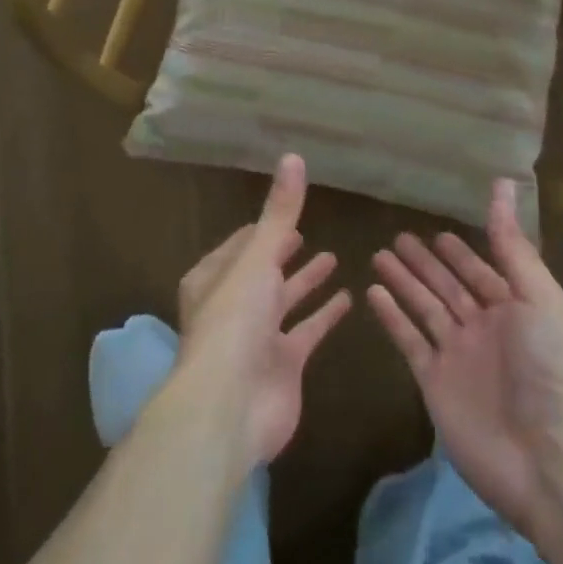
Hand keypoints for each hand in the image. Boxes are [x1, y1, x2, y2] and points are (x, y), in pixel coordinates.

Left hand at [174, 154, 351, 465]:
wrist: (229, 406)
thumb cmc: (234, 321)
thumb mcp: (258, 258)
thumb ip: (279, 212)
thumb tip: (293, 157)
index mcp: (214, 279)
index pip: (238, 246)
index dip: (258, 230)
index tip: (279, 215)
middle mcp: (233, 306)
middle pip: (261, 273)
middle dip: (281, 254)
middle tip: (303, 234)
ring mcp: (257, 338)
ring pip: (285, 301)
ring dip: (305, 281)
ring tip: (333, 257)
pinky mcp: (283, 365)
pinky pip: (307, 332)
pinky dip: (324, 315)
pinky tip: (348, 298)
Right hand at [367, 179, 562, 551]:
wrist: (551, 461)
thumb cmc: (552, 369)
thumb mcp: (539, 297)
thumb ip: (512, 244)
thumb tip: (502, 183)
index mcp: (515, 309)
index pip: (481, 271)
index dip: (460, 252)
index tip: (438, 231)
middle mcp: (485, 329)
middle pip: (448, 287)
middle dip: (425, 263)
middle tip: (397, 238)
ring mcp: (457, 357)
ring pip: (424, 309)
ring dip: (404, 282)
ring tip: (378, 256)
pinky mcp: (434, 384)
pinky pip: (409, 341)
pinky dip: (392, 317)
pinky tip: (373, 293)